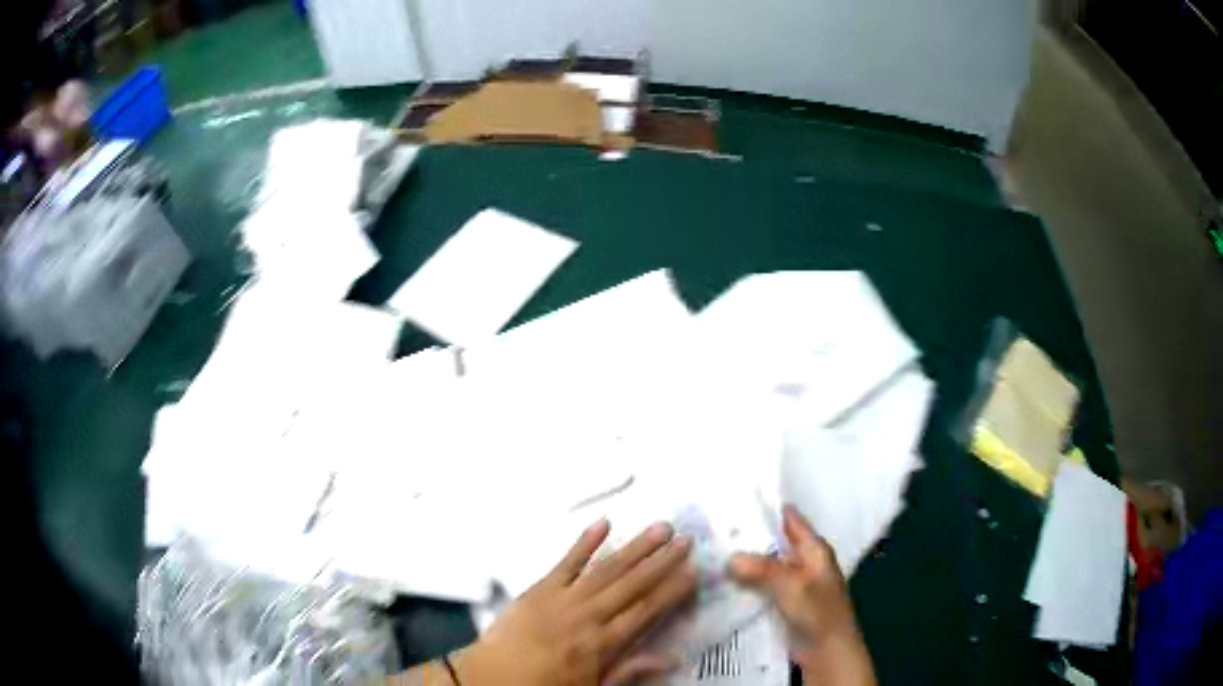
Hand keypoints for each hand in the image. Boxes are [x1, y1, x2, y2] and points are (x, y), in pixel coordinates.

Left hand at [454, 520, 697, 685]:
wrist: (493, 676)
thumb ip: (630, 671)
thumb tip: (672, 658)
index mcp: (602, 643)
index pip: (645, 611)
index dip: (671, 591)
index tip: (693, 573)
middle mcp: (588, 615)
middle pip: (632, 584)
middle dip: (661, 561)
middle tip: (685, 540)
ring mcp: (563, 598)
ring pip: (607, 568)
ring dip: (635, 547)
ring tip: (659, 528)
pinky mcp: (540, 588)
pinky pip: (566, 562)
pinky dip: (585, 542)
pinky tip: (604, 523)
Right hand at [729, 505, 875, 685]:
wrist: (827, 650)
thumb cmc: (818, 611)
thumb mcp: (792, 585)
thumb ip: (763, 569)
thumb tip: (730, 557)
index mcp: (814, 549)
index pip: (789, 519)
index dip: (766, 509)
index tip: (735, 499)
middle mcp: (804, 561)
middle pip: (774, 543)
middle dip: (748, 536)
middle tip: (711, 528)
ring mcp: (793, 583)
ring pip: (764, 565)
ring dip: (744, 562)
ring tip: (709, 552)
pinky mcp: (783, 603)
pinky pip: (761, 586)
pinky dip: (745, 583)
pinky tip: (722, 582)